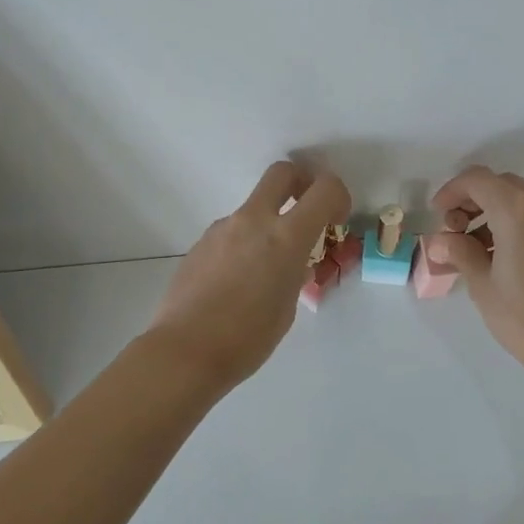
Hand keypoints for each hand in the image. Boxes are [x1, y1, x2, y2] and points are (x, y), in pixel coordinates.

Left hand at [145, 161, 351, 389]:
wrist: (185, 351)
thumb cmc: (248, 338)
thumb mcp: (287, 306)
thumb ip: (294, 273)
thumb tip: (290, 264)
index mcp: (285, 237)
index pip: (324, 189)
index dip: (338, 195)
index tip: (336, 219)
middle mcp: (253, 221)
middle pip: (282, 172)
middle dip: (301, 182)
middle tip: (306, 212)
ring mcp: (222, 229)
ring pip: (253, 207)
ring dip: (268, 223)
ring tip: (265, 272)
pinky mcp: (200, 244)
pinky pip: (232, 232)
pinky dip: (244, 245)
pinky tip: (236, 284)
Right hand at [425, 167, 523, 375]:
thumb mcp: (482, 283)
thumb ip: (459, 251)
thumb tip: (441, 241)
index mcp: (518, 209)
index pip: (477, 180)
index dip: (451, 192)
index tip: (437, 217)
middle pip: (499, 184)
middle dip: (470, 201)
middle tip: (452, 232)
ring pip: (517, 197)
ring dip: (490, 211)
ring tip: (471, 247)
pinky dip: (511, 221)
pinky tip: (496, 252)